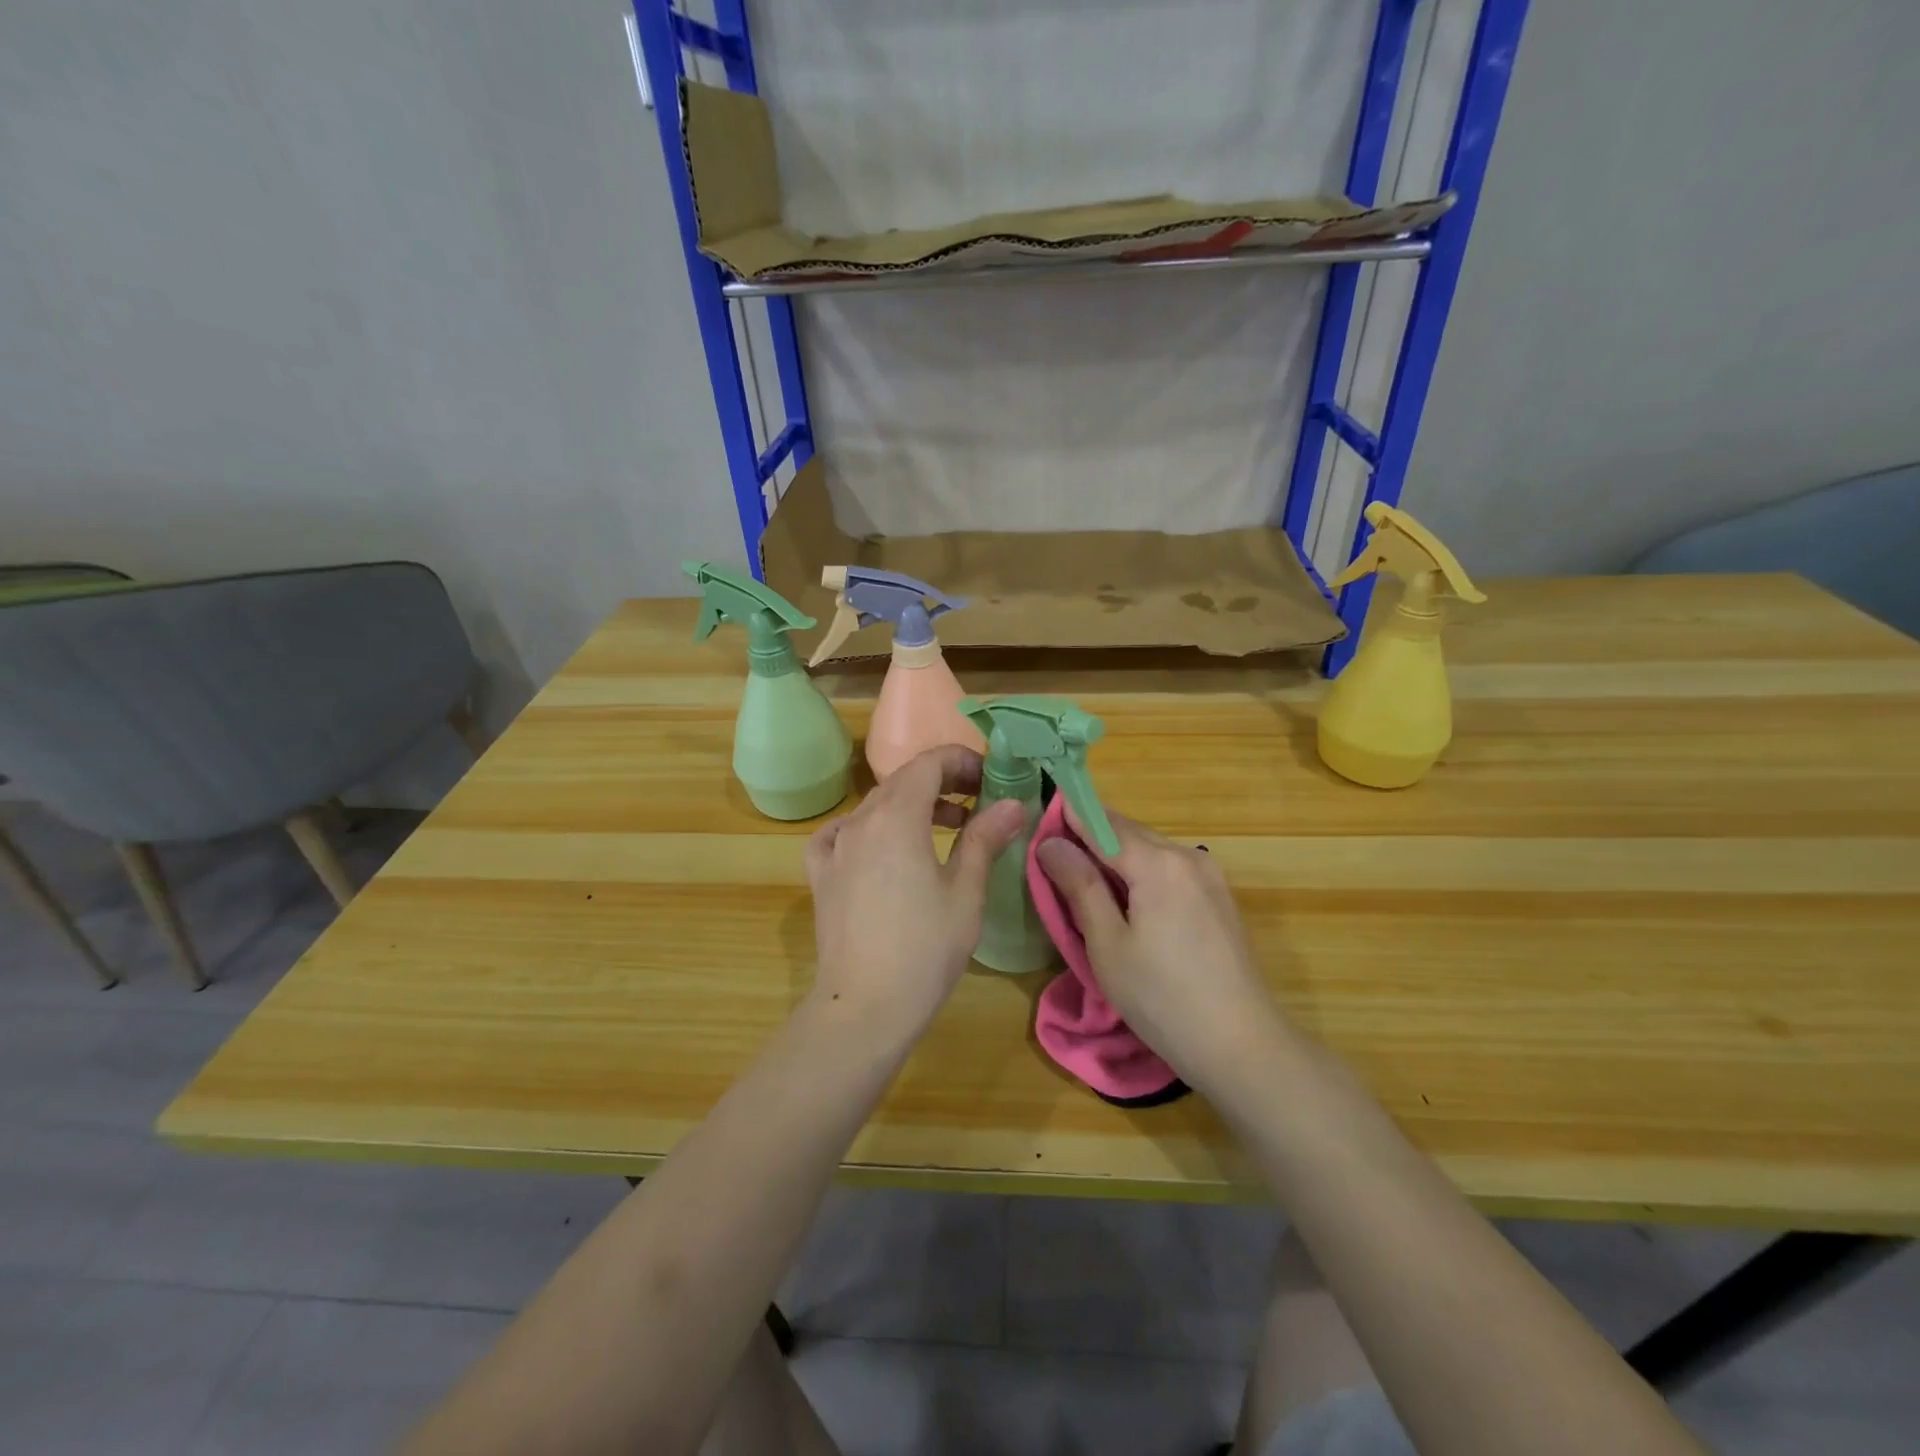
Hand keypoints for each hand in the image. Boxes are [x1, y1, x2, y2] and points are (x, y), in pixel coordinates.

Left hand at [805, 745, 1025, 1039]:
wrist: (864, 1007)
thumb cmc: (925, 949)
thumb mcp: (966, 892)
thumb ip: (985, 839)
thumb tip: (1012, 803)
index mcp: (897, 817)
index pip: (929, 764)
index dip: (962, 762)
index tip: (990, 779)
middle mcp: (860, 821)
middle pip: (902, 781)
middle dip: (943, 782)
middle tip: (979, 802)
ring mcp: (835, 847)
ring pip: (875, 806)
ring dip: (912, 805)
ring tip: (947, 827)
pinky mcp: (821, 875)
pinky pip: (841, 834)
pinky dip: (867, 828)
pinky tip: (880, 846)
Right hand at [1036, 809, 1281, 1092]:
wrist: (1242, 1046)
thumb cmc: (1162, 998)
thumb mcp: (1108, 944)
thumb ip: (1080, 886)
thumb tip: (1051, 843)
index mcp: (1157, 863)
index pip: (1101, 823)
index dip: (1068, 815)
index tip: (1037, 817)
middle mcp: (1187, 856)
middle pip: (1127, 831)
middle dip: (1089, 835)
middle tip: (1052, 854)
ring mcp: (1209, 876)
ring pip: (1149, 849)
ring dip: (1114, 855)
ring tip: (1082, 878)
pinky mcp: (1218, 897)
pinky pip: (1168, 868)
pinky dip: (1140, 871)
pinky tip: (1125, 899)